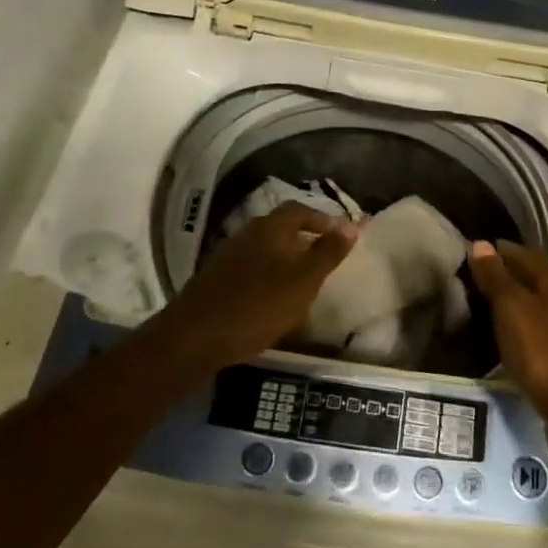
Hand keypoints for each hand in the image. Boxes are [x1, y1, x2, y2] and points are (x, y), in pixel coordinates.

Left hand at [149, 204, 356, 372]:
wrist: (195, 337)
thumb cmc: (258, 305)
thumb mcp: (304, 280)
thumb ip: (328, 252)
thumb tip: (352, 224)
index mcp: (270, 228)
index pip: (300, 209)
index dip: (322, 219)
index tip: (341, 234)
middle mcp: (247, 233)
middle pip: (280, 226)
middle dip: (304, 237)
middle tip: (324, 255)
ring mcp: (227, 256)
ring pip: (264, 248)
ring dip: (285, 256)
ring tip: (303, 278)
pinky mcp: (216, 279)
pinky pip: (250, 267)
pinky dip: (267, 274)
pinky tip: (273, 296)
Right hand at [467, 240, 547, 440]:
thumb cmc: (542, 352)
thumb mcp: (512, 309)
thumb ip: (496, 277)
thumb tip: (481, 244)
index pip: (520, 253)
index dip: (494, 251)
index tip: (466, 254)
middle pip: (529, 275)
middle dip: (501, 274)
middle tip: (467, 280)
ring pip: (533, 301)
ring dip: (509, 300)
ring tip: (479, 306)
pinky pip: (536, 324)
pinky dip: (518, 322)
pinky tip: (502, 333)